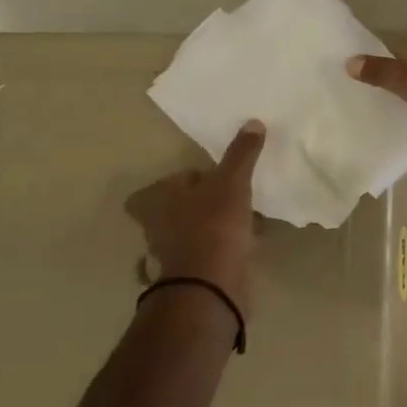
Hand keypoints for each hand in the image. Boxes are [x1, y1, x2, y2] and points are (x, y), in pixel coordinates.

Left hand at [124, 122, 264, 311]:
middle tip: (236, 197)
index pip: (175, 179)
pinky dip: (225, 247)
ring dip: (217, 225)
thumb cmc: (212, 224)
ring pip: (196, 229)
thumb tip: (253, 122)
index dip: (196, 178)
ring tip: (247, 219)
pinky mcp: (191, 272)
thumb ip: (241, 154)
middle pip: (183, 205)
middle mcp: (155, 224)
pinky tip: (248, 242)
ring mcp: (171, 251)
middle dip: (206, 202)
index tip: (220, 180)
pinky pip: (210, 251)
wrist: (210, 283)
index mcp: (154, 199)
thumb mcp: (232, 182)